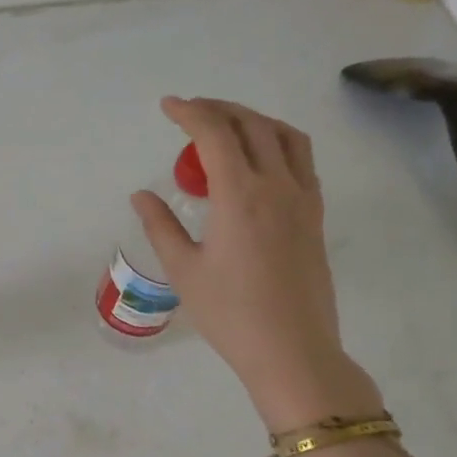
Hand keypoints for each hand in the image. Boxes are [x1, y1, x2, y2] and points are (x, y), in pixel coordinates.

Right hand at [132, 97, 379, 429]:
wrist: (292, 350)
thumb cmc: (230, 313)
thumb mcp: (184, 270)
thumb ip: (161, 225)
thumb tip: (141, 195)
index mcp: (240, 196)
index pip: (215, 134)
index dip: (190, 112)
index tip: (168, 106)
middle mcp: (277, 186)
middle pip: (252, 125)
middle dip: (219, 109)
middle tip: (191, 112)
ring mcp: (303, 199)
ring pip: (285, 136)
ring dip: (253, 120)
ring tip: (227, 127)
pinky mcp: (315, 216)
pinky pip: (301, 160)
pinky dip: (277, 143)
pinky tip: (258, 161)